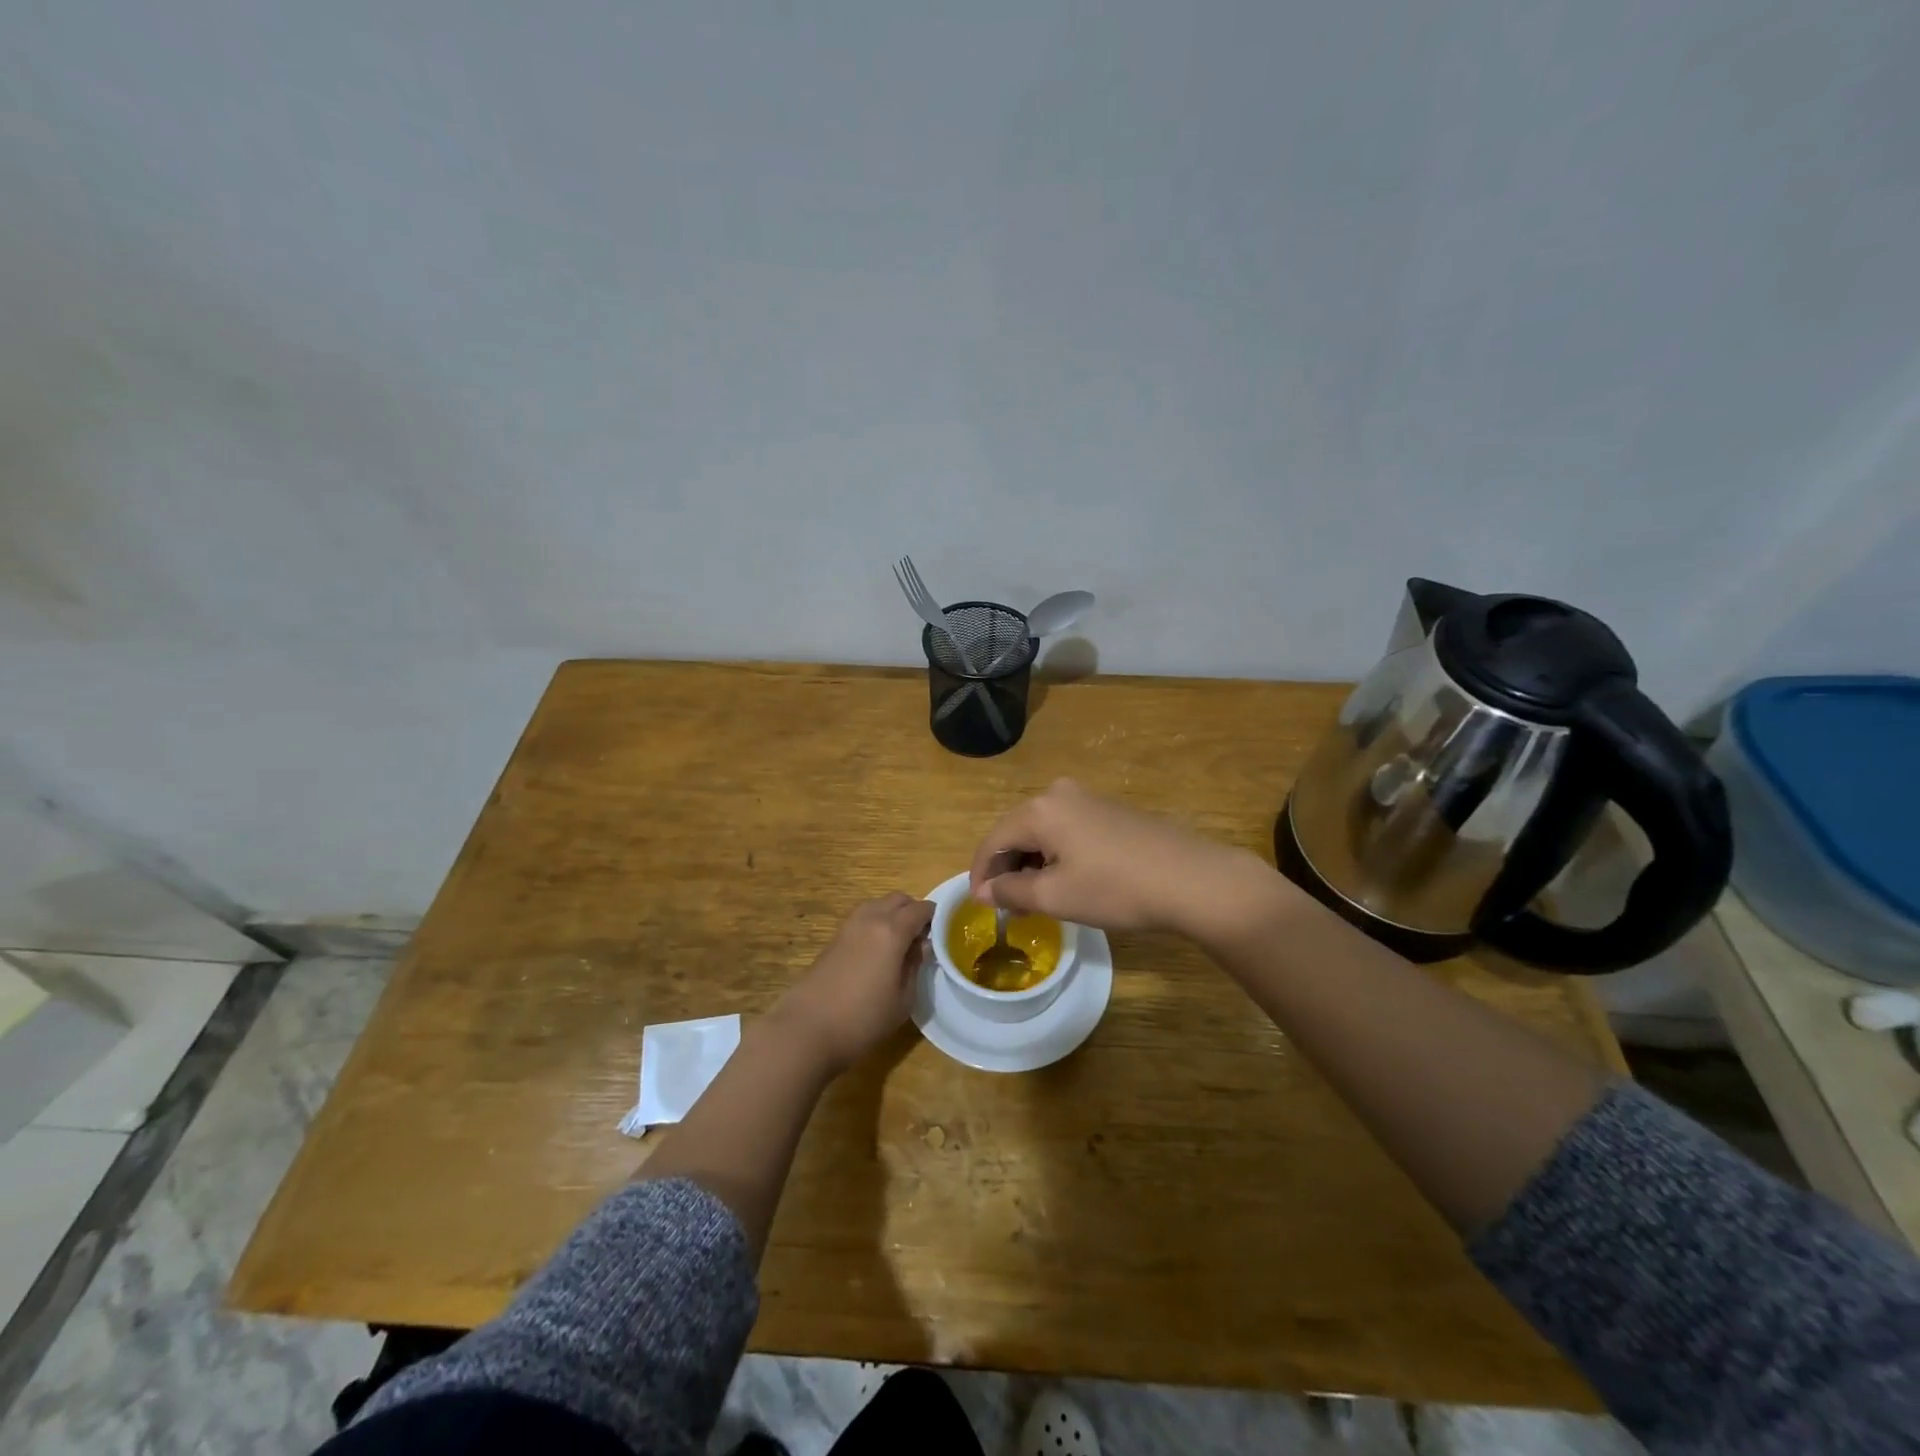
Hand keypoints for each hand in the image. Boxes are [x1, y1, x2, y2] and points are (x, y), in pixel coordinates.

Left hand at [772, 893, 933, 1073]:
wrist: (806, 1029)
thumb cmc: (863, 1019)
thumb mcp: (903, 999)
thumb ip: (915, 966)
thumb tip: (921, 946)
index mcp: (892, 930)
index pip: (921, 909)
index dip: (935, 917)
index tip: (944, 932)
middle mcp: (870, 919)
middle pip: (898, 899)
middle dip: (913, 911)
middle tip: (922, 937)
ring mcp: (848, 926)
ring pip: (877, 905)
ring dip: (892, 914)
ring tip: (900, 944)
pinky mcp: (833, 939)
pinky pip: (862, 918)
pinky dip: (875, 924)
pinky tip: (878, 952)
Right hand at [969, 778, 1280, 937]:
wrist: (1193, 879)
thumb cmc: (1116, 889)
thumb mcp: (1055, 896)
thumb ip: (1011, 890)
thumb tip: (984, 890)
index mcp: (1040, 809)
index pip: (993, 840)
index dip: (980, 874)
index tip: (979, 905)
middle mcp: (1059, 794)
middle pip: (1016, 832)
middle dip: (1007, 869)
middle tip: (1008, 906)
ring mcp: (1088, 798)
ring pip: (1043, 832)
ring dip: (1032, 863)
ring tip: (1035, 899)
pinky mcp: (1111, 810)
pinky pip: (1067, 830)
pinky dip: (1056, 855)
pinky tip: (1067, 881)